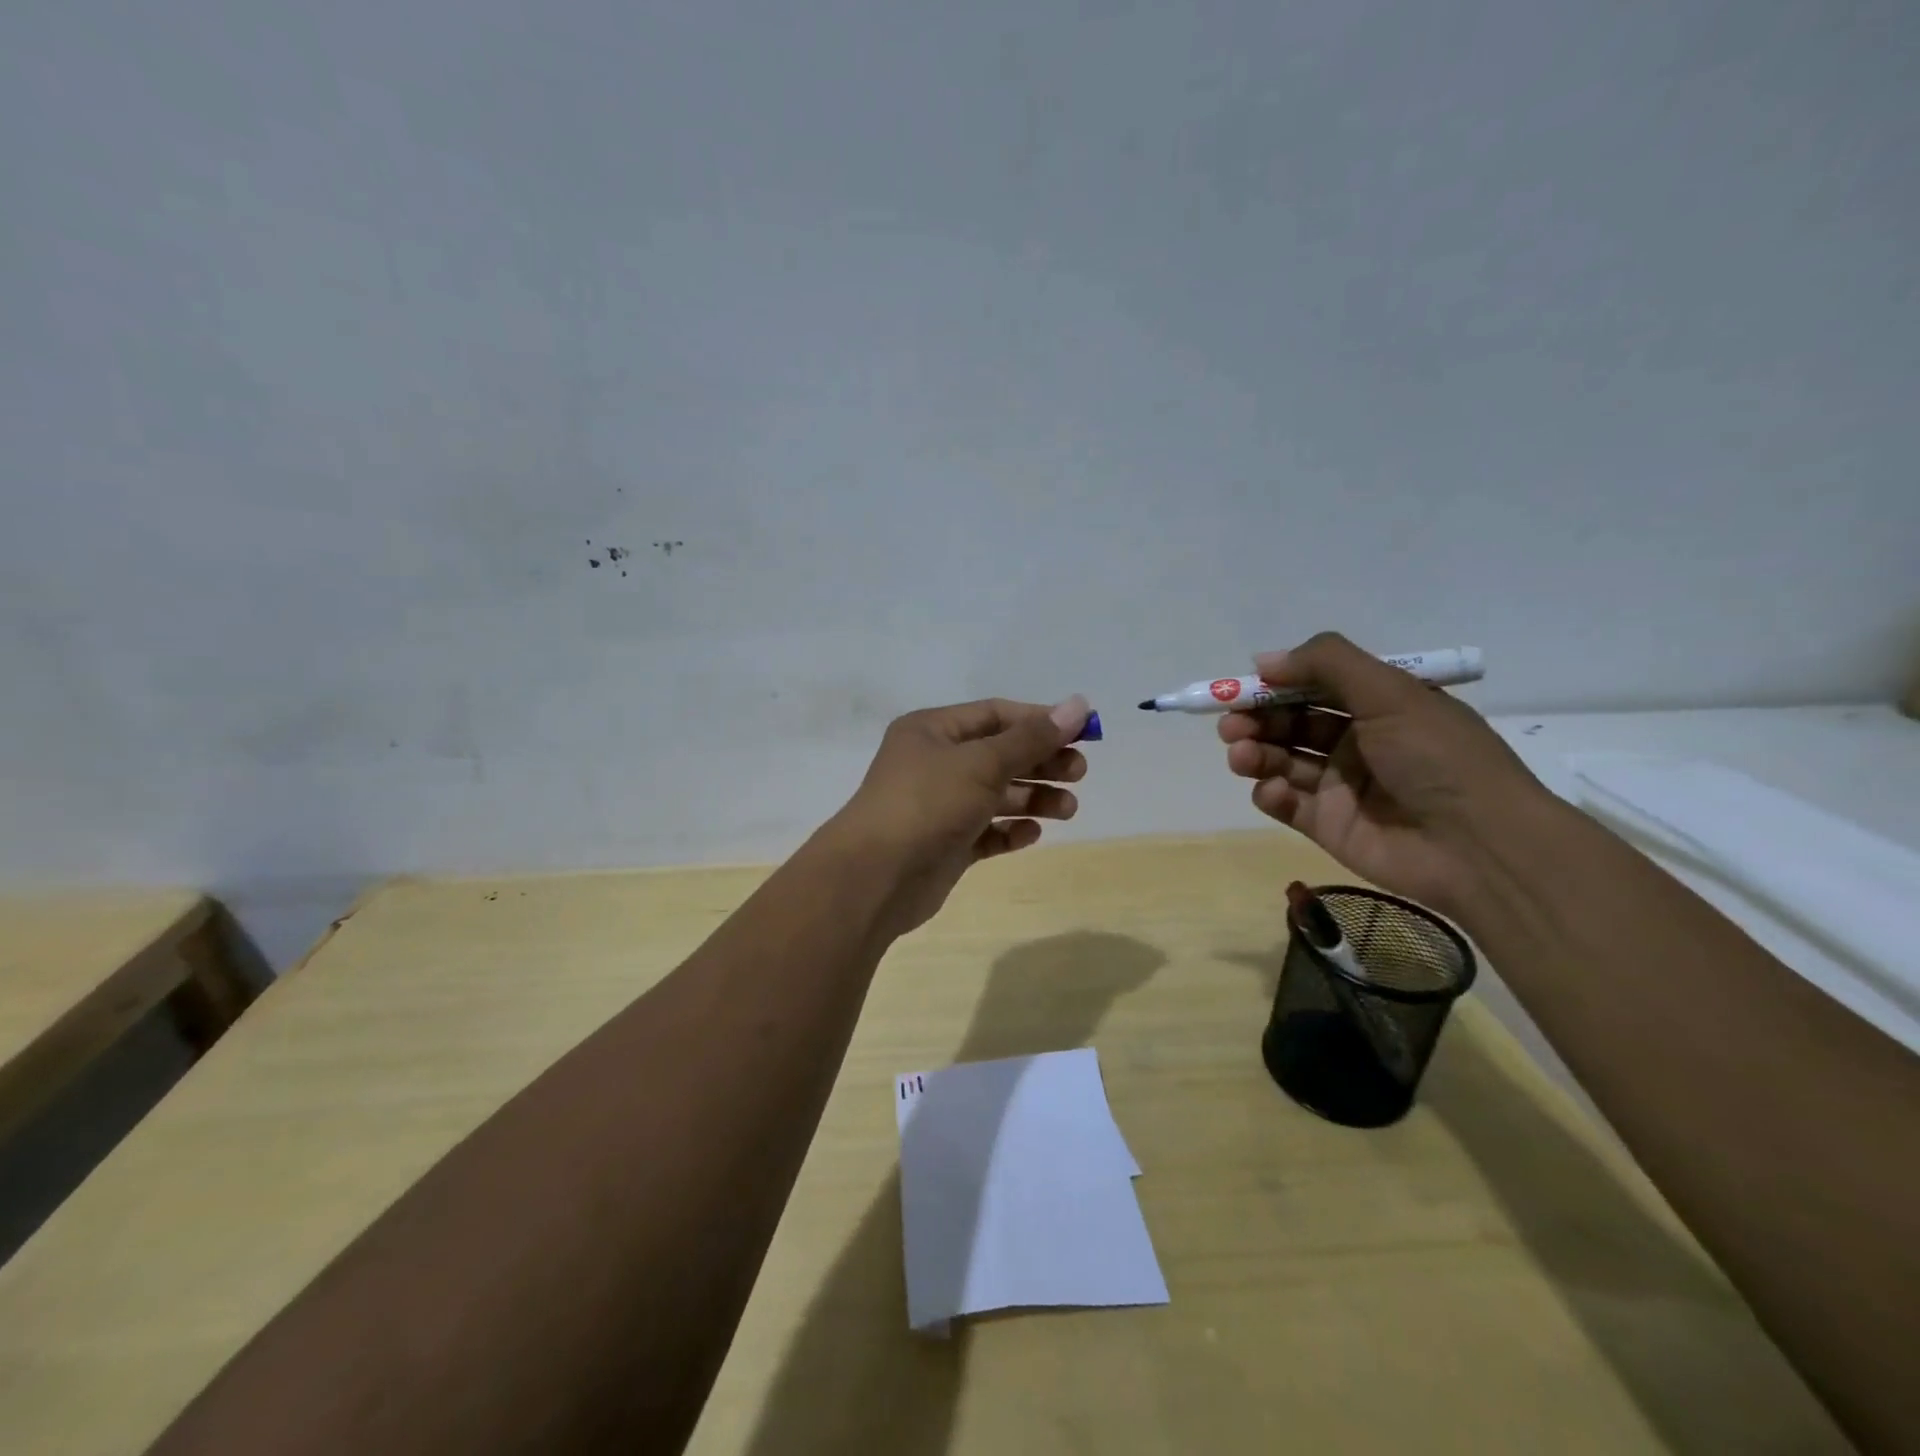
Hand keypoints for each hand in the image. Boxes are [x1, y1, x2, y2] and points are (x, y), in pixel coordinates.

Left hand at [829, 695, 1091, 933]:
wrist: (876, 878)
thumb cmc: (928, 803)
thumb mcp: (983, 763)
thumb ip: (1032, 738)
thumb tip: (1079, 704)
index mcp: (933, 731)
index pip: (995, 715)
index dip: (1040, 721)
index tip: (1083, 733)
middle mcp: (934, 763)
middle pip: (999, 755)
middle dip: (1041, 762)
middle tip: (1079, 774)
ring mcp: (939, 806)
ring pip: (996, 795)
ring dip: (1033, 799)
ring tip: (1067, 809)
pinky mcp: (946, 844)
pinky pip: (986, 832)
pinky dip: (1009, 831)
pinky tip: (1031, 834)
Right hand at [1220, 633, 1550, 915]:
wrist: (1478, 847)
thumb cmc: (1437, 758)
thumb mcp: (1391, 692)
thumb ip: (1327, 664)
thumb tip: (1263, 660)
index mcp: (1379, 706)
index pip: (1314, 686)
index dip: (1276, 684)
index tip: (1239, 687)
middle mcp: (1357, 742)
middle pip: (1290, 723)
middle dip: (1256, 719)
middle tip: (1230, 724)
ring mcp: (1340, 785)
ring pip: (1281, 760)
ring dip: (1255, 752)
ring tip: (1241, 754)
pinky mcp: (1326, 824)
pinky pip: (1285, 802)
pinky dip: (1270, 792)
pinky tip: (1272, 791)